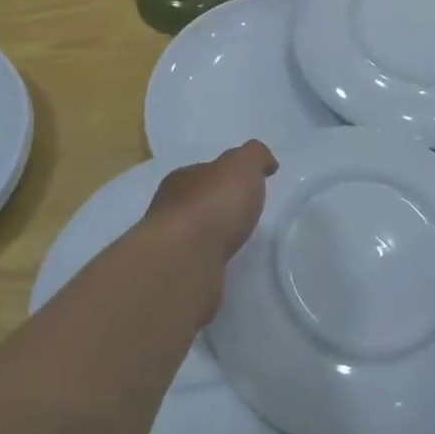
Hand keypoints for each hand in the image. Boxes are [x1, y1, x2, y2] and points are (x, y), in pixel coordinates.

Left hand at [143, 141, 277, 264]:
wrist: (185, 261)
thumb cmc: (214, 204)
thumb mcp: (243, 165)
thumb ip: (255, 156)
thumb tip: (266, 162)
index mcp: (182, 178)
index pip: (204, 172)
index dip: (224, 175)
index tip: (244, 185)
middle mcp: (168, 209)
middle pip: (196, 202)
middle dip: (216, 207)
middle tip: (241, 215)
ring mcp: (169, 246)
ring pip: (193, 235)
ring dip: (210, 237)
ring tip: (234, 243)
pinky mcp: (174, 277)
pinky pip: (195, 263)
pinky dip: (207, 262)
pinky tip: (221, 266)